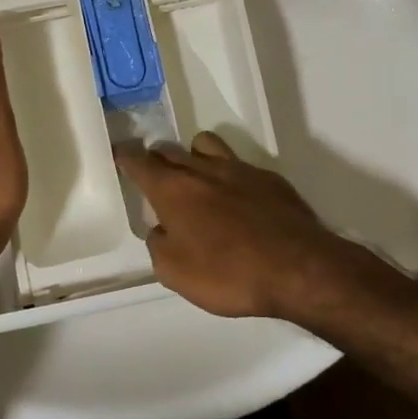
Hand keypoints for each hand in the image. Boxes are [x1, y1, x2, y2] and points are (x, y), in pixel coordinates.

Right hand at [113, 132, 362, 318]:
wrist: (298, 268)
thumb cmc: (229, 273)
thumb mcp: (175, 273)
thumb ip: (159, 245)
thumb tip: (161, 229)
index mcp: (174, 189)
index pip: (140, 162)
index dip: (126, 156)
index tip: (119, 153)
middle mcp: (203, 169)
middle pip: (171, 150)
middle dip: (157, 158)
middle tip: (155, 174)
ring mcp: (239, 169)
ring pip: (206, 145)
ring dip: (193, 155)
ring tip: (195, 178)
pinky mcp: (269, 178)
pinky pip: (239, 164)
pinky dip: (228, 174)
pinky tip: (236, 199)